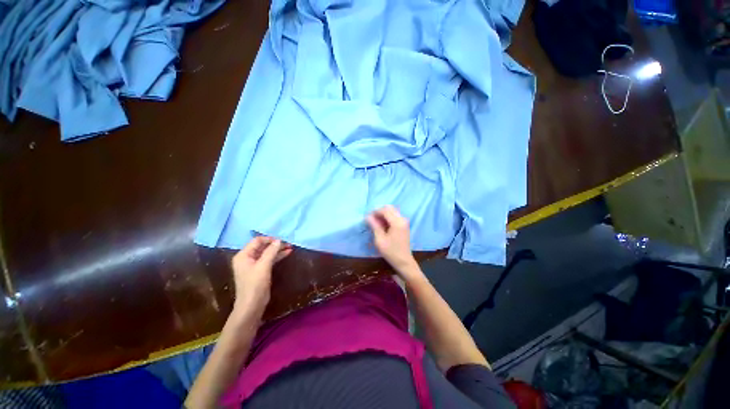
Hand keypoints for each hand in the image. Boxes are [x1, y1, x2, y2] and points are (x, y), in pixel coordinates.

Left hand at [231, 237, 292, 314]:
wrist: (252, 305)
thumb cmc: (255, 284)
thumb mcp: (264, 266)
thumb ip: (271, 251)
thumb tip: (279, 240)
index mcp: (243, 255)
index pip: (257, 241)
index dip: (270, 239)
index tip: (282, 240)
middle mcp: (247, 258)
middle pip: (262, 246)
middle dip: (275, 244)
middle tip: (288, 243)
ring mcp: (253, 265)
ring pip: (267, 253)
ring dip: (278, 250)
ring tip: (290, 247)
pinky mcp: (260, 271)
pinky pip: (269, 259)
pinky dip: (277, 256)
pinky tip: (287, 253)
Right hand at [366, 205, 419, 277]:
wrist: (404, 262)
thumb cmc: (391, 252)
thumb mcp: (380, 240)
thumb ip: (374, 226)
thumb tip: (367, 216)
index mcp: (397, 222)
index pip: (385, 210)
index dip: (375, 212)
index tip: (367, 218)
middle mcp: (402, 219)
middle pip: (389, 208)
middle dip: (379, 212)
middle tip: (372, 220)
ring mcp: (404, 221)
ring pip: (392, 211)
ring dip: (383, 215)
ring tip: (376, 224)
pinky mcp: (404, 225)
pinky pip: (394, 216)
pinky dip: (387, 218)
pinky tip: (382, 226)